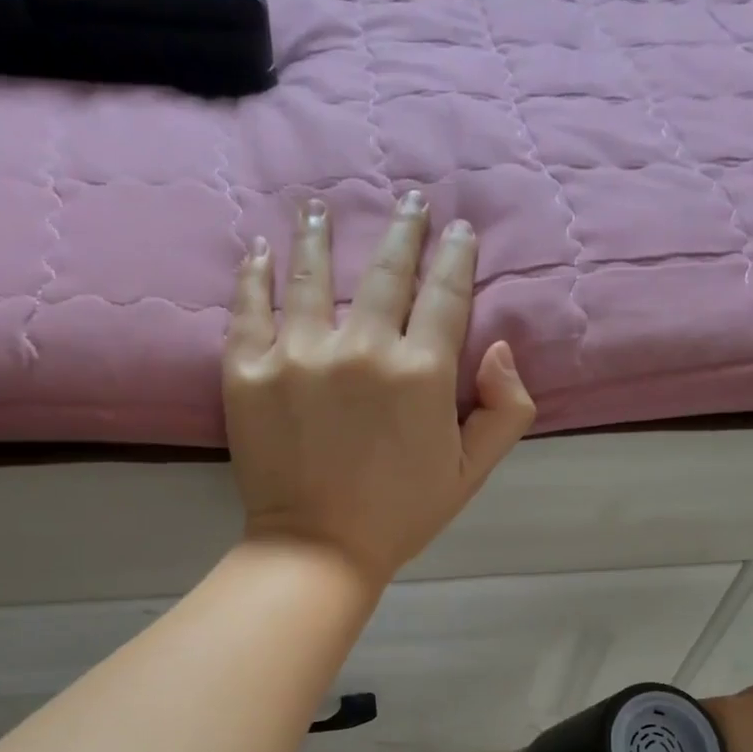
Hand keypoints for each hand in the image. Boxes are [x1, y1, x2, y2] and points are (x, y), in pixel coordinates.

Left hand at [223, 194, 534, 590]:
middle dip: (404, 230)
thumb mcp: (471, 473)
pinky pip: (249, 306)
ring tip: (319, 207)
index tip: (458, 229)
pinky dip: (254, 274)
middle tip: (409, 201)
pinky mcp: (247, 369)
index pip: (444, 293)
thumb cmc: (401, 515)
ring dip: (319, 233)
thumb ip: (505, 410)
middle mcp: (361, 347)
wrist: (319, 549)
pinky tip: (259, 251)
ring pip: (311, 273)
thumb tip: (498, 347)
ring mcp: (298, 353)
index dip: (455, 256)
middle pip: (386, 270)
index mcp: (420, 371)